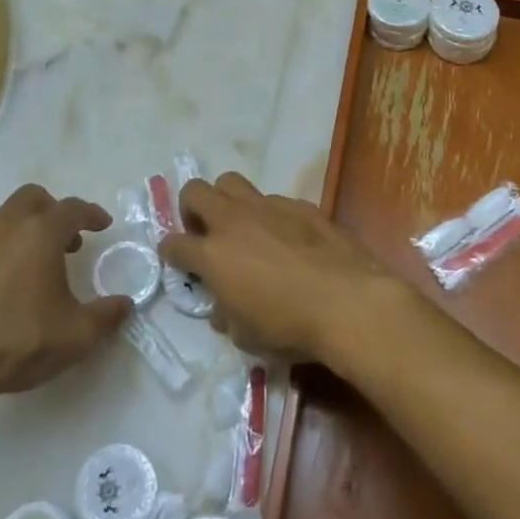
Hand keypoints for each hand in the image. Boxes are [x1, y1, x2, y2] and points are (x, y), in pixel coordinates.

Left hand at [0, 185, 130, 423]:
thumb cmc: (13, 343)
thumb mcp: (75, 337)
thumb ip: (106, 316)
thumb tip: (126, 304)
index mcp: (39, 235)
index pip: (72, 209)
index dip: (91, 214)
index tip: (102, 225)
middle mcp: (2, 227)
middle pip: (32, 199)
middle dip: (52, 212)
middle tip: (66, 240)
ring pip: (0, 220)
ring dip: (21, 232)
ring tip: (30, 267)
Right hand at [161, 173, 418, 365]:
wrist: (348, 302)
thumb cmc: (290, 327)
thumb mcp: (246, 336)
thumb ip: (226, 315)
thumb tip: (223, 308)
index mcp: (213, 254)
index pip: (174, 244)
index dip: (171, 253)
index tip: (178, 261)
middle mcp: (235, 221)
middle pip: (195, 191)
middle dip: (191, 209)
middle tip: (205, 232)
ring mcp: (269, 207)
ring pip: (232, 182)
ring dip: (228, 201)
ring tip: (242, 226)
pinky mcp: (301, 205)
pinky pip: (274, 200)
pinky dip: (270, 215)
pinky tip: (288, 238)